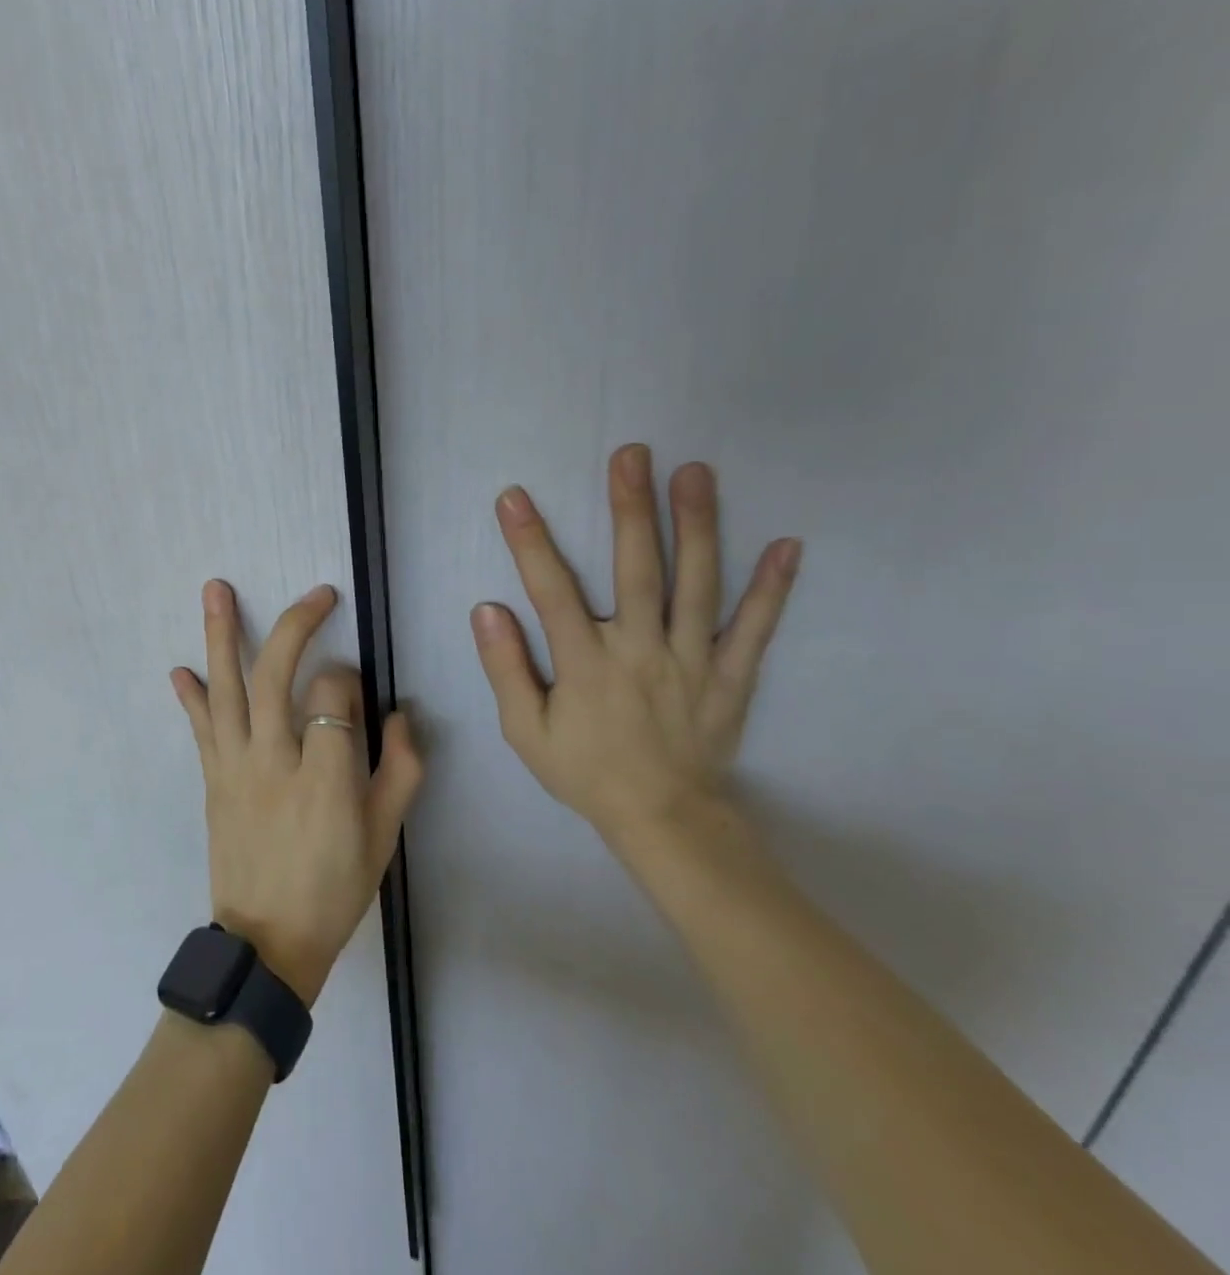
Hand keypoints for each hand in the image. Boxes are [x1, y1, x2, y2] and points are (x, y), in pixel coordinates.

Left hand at [172, 581, 422, 1005]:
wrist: (267, 943)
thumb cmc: (335, 890)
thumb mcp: (385, 838)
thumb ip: (401, 771)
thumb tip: (402, 715)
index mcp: (327, 778)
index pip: (334, 696)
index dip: (348, 678)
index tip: (354, 686)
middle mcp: (275, 761)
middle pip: (277, 676)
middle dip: (296, 625)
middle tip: (317, 595)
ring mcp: (236, 768)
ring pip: (228, 690)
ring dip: (221, 635)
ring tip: (214, 588)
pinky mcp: (213, 780)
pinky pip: (201, 729)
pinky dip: (191, 696)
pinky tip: (180, 667)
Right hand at [471, 444, 799, 853]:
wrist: (663, 820)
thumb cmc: (587, 772)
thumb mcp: (526, 732)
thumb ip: (506, 669)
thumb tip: (487, 610)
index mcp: (586, 664)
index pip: (551, 592)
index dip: (530, 542)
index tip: (514, 497)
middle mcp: (640, 651)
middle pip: (636, 570)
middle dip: (630, 509)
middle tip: (632, 455)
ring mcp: (692, 660)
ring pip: (697, 585)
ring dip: (697, 526)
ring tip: (696, 472)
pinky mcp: (730, 676)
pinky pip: (754, 628)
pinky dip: (773, 588)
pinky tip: (787, 543)